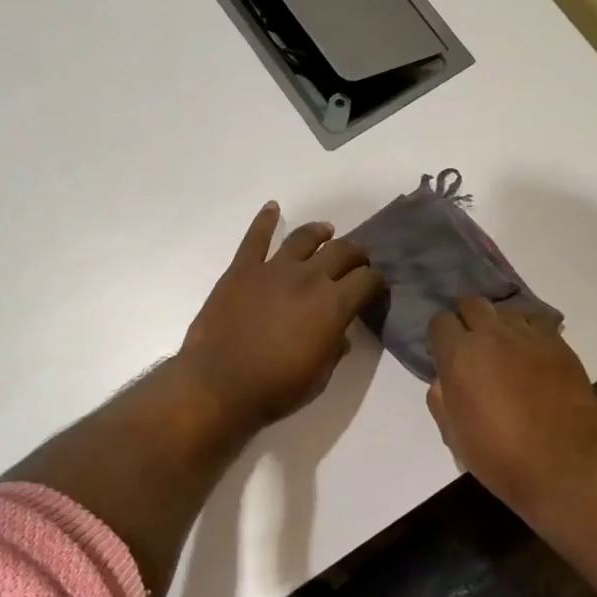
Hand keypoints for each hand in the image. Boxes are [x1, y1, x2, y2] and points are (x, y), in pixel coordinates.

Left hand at [177, 203, 384, 434]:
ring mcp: (273, 269)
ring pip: (304, 238)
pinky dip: (265, 220)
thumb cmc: (275, 388)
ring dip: (320, 232)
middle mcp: (309, 277)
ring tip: (326, 231)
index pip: (367, 280)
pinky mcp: (242, 269)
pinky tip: (273, 208)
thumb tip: (340, 336)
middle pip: (342, 251)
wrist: (220, 384)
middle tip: (357, 261)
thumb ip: (334, 349)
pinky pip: (255, 238)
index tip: (374, 289)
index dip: (376, 283)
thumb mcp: (320, 376)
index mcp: (334, 305)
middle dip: (356, 254)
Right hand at [427, 296, 596, 511]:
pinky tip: (531, 355)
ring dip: (499, 325)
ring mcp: (529, 335)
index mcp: (459, 355)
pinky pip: (536, 323)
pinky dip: (528, 332)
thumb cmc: (498, 456)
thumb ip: (441, 398)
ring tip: (504, 349)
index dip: (441, 338)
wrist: (563, 465)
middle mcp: (492, 334)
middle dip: (467, 320)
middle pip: (472, 304)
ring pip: (506, 311)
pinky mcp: (559, 343)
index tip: (445, 355)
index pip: (440, 322)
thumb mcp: (452, 434)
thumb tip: (444, 379)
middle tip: (472, 346)